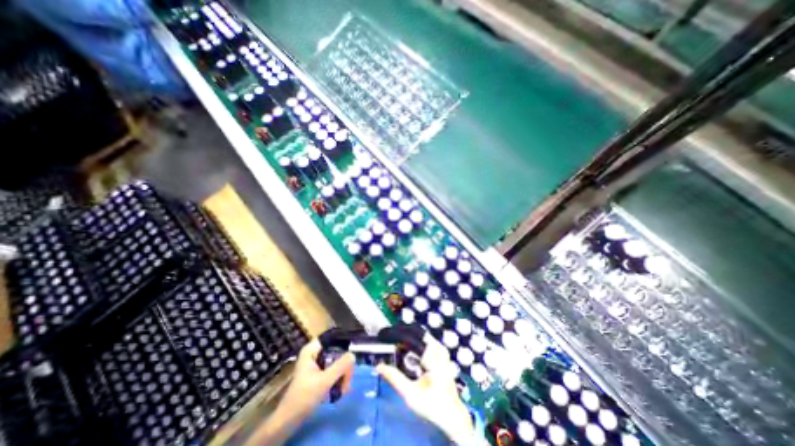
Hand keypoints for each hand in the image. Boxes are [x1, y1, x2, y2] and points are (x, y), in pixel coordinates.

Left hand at [244, 337, 351, 444]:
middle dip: (344, 365)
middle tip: (348, 379)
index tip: (353, 352)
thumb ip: (340, 366)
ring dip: (342, 374)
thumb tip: (353, 355)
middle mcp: (314, 353)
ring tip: (344, 388)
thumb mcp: (324, 381)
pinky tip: (340, 389)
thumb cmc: (304, 397)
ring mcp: (316, 363)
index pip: (332, 338)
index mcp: (311, 349)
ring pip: (336, 361)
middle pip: (336, 351)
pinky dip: (338, 378)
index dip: (343, 342)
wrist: (288, 420)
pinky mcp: (318, 373)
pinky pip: (333, 369)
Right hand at [377, 336, 474, 443]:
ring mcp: (441, 349)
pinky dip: (413, 342)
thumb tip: (379, 366)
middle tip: (386, 338)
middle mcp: (438, 348)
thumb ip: (395, 378)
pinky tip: (404, 349)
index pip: (412, 336)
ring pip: (420, 335)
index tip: (384, 335)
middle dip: (401, 334)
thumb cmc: (433, 406)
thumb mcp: (411, 395)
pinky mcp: (441, 352)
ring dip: (407, 337)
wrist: (452, 414)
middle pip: (416, 332)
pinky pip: (424, 340)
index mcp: (433, 356)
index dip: (397, 334)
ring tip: (393, 342)